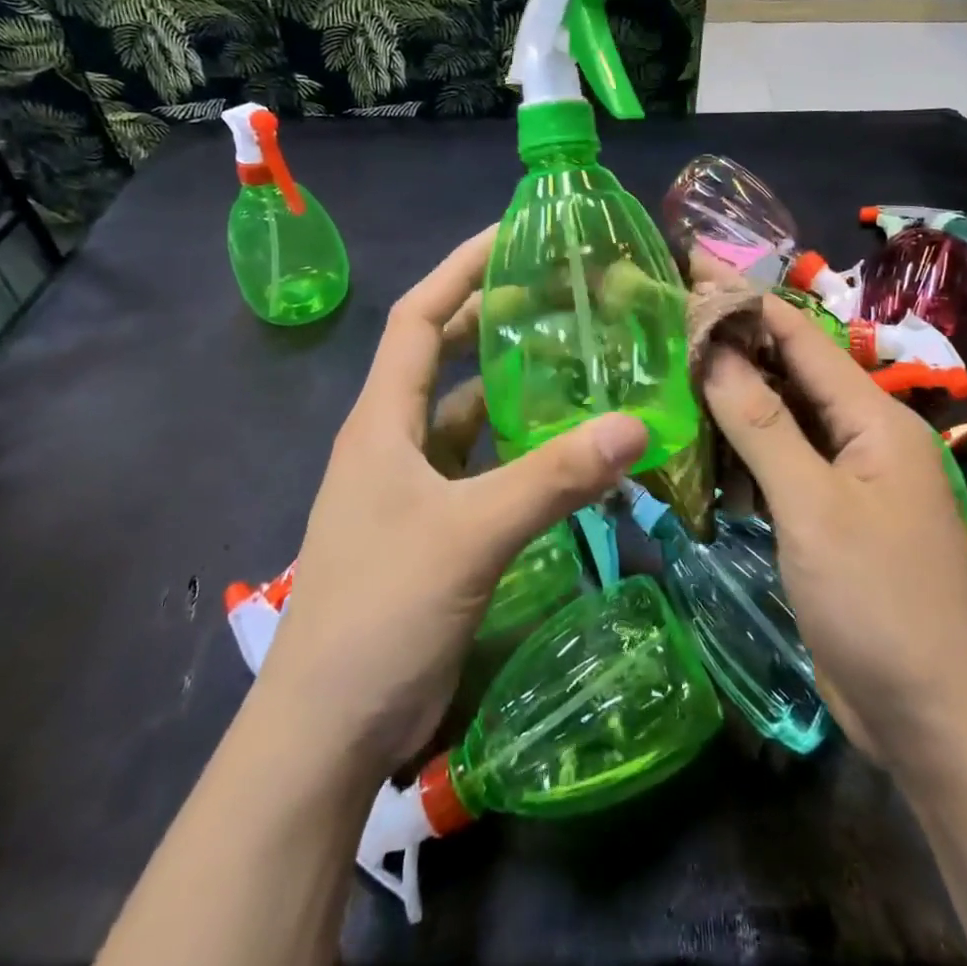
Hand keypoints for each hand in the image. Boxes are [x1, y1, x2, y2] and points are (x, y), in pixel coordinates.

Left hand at [256, 226, 649, 783]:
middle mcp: (392, 440)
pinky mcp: (432, 526)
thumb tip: (637, 424)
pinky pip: (480, 465)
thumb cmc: (381, 612)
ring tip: (574, 361)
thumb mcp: (471, 534)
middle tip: (559, 295)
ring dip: (510, 387)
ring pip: (465, 413)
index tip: (511, 235)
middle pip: (442, 355)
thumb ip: (554, 478)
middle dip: (492, 318)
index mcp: (381, 420)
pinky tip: (563, 447)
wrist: (328, 730)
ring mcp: (410, 486)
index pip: (418, 316)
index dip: (459, 268)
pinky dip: (517, 448)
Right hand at [701, 293, 966, 766]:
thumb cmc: (878, 601)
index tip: (693, 265)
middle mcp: (863, 437)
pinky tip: (701, 447)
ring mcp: (847, 479)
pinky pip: (780, 464)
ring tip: (671, 371)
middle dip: (734, 342)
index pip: (801, 337)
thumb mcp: (813, 507)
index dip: (746, 298)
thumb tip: (714, 350)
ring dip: (733, 397)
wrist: (934, 720)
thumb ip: (762, 424)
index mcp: (874, 419)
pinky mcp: (829, 517)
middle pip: (791, 372)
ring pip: (781, 418)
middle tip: (668, 318)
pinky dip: (742, 450)